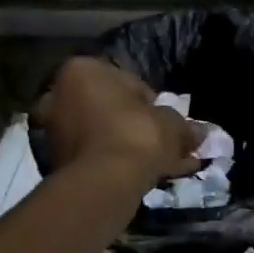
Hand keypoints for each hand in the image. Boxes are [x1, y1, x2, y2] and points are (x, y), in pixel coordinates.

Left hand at [36, 57, 200, 188]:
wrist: (105, 182)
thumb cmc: (137, 135)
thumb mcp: (171, 125)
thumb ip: (184, 126)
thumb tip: (201, 133)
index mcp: (82, 70)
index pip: (127, 82)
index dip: (151, 103)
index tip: (166, 122)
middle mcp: (58, 94)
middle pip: (108, 108)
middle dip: (134, 125)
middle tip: (161, 143)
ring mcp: (53, 129)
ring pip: (100, 134)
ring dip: (126, 146)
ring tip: (157, 165)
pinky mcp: (54, 161)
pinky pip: (94, 156)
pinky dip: (114, 163)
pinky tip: (141, 177)